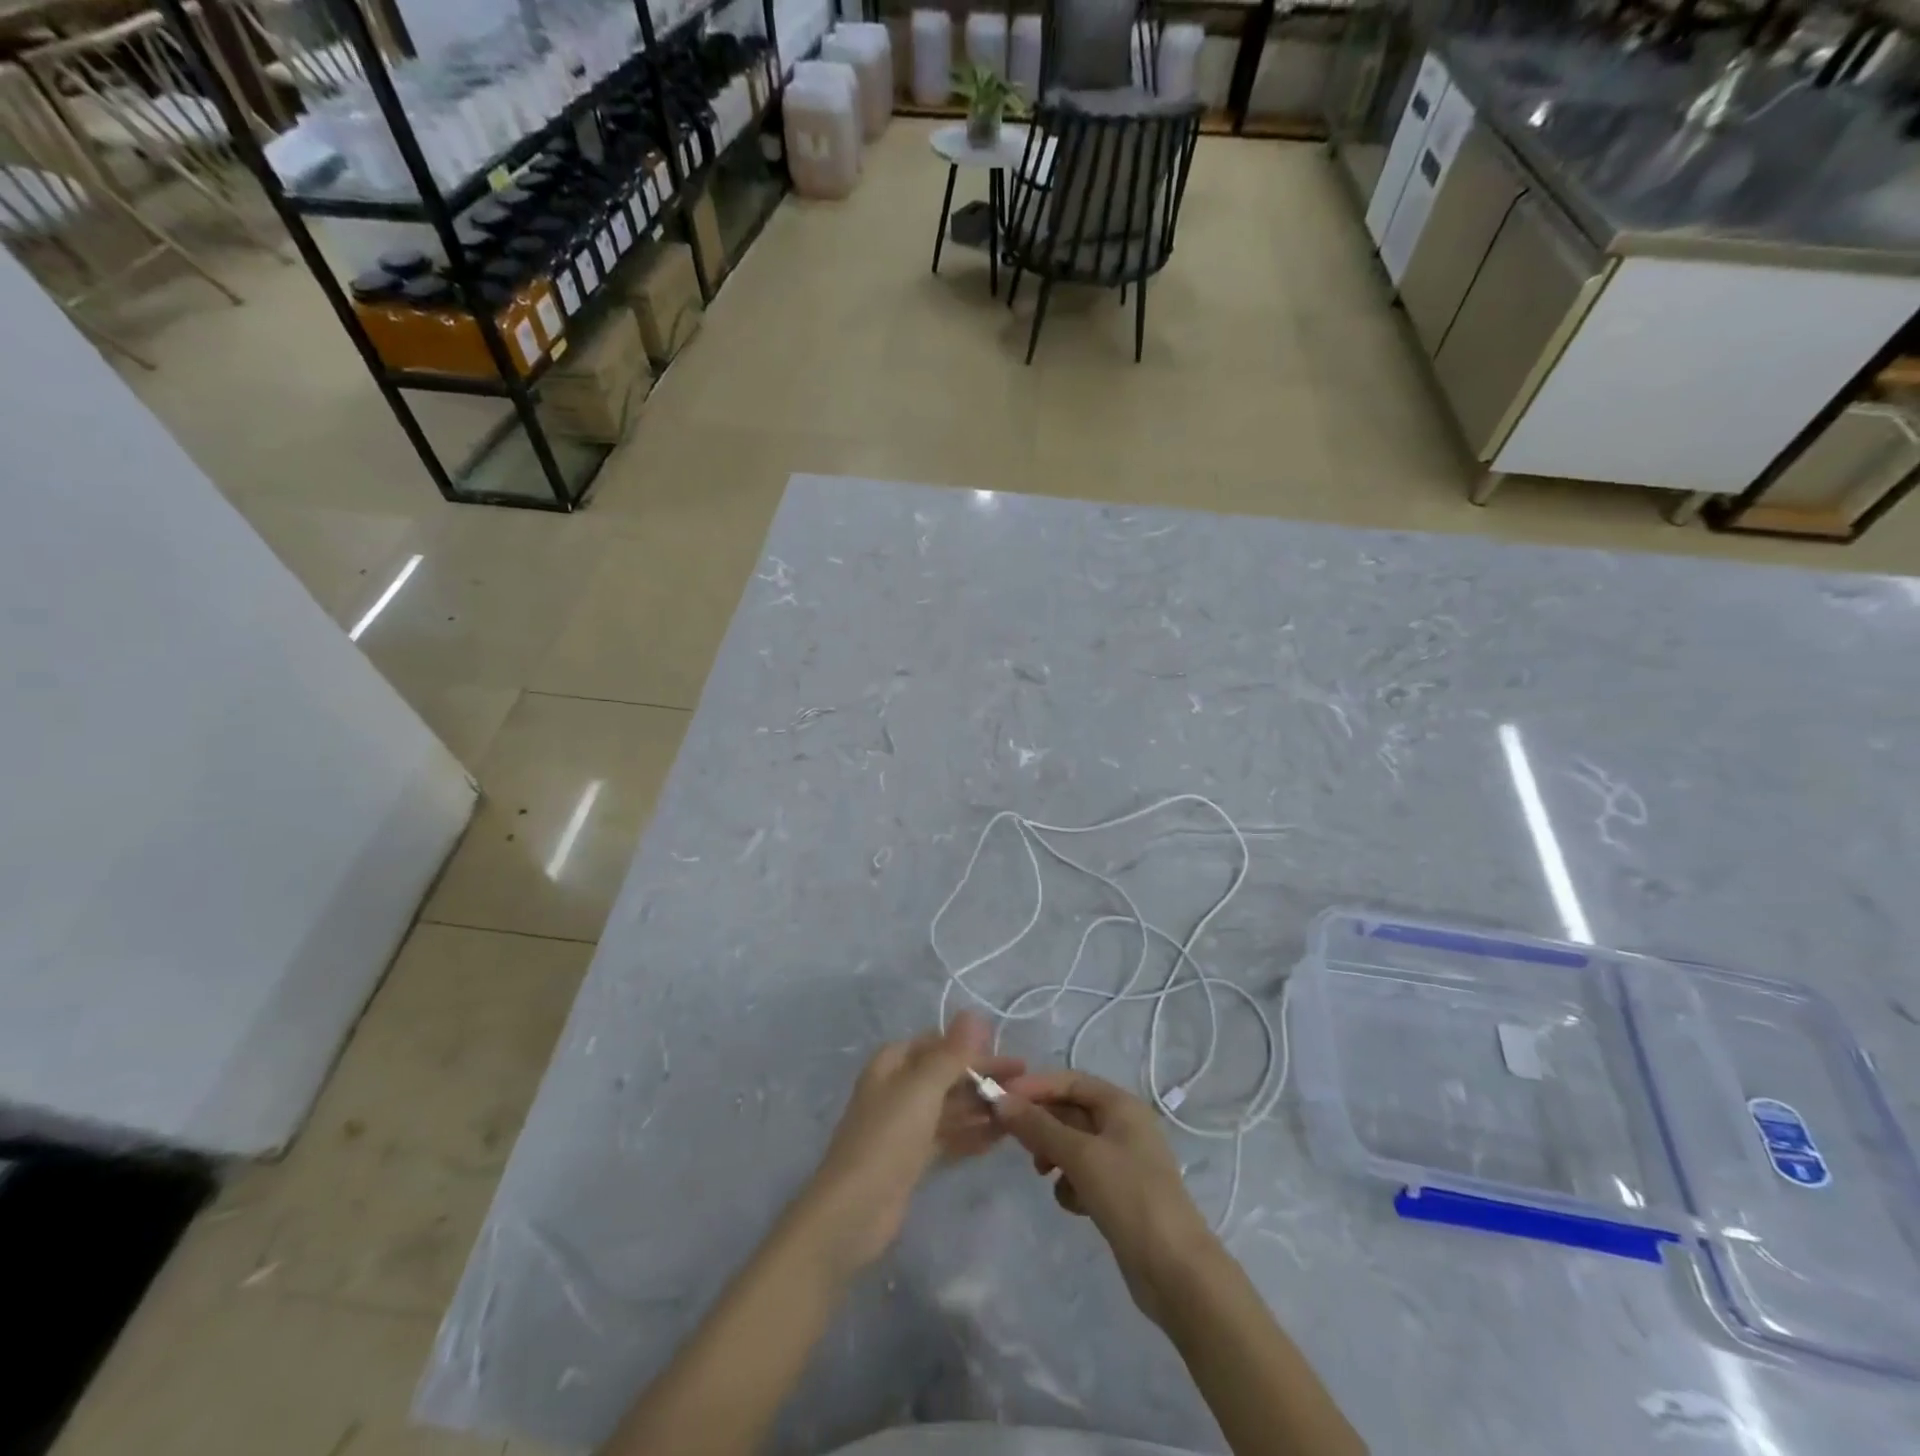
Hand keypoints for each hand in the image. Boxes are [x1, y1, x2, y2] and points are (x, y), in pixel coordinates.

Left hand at [792, 1012, 1023, 1276]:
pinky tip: (1002, 1137)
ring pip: (950, 1107)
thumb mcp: (922, 1088)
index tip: (1010, 1057)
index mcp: (893, 1064)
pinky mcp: (912, 1158)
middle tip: (1026, 1086)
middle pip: (946, 1075)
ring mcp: (905, 1125)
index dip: (973, 1048)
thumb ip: (951, 1053)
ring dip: (982, 1106)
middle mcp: (898, 1088)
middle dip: (982, 1079)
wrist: (853, 1211)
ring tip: (1021, 1111)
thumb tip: (973, 1013)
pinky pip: (949, 1136)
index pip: (938, 1044)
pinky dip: (972, 1134)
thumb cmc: (887, 1138)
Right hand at [994, 1069, 1219, 1326]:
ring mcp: (1123, 1161)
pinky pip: (1084, 1174)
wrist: (1175, 1270)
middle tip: (1014, 1141)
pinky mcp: (1120, 1194)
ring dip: (1054, 1155)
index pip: (1070, 1081)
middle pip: (1071, 1111)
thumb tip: (1000, 1101)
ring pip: (1074, 1145)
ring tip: (1042, 1173)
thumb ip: (1038, 1127)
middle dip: (1042, 1124)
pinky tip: (1072, 1204)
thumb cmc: (1129, 1196)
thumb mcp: (1080, 1155)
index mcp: (1121, 1105)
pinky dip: (1071, 1184)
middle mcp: (1124, 1126)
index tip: (1001, 1099)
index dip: (1035, 1087)